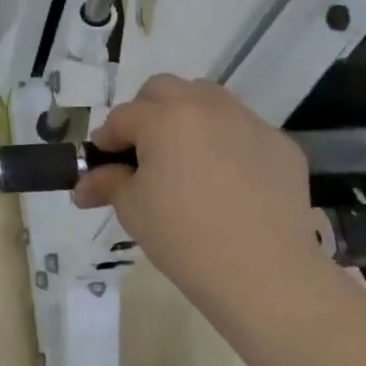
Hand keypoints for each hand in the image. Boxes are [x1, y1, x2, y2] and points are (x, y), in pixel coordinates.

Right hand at [72, 75, 320, 294]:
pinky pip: (243, 130)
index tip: (104, 164)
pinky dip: (227, 143)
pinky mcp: (281, 145)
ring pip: (208, 99)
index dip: (106, 140)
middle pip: (163, 90)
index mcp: (164, 118)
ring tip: (185, 157)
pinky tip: (228, 180)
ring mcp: (249, 123)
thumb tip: (83, 185)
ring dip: (187, 117)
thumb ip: (107, 183)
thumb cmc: (184, 238)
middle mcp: (207, 107)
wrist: (265, 275)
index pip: (122, 117)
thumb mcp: (132, 210)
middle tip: (143, 151)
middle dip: (145, 113)